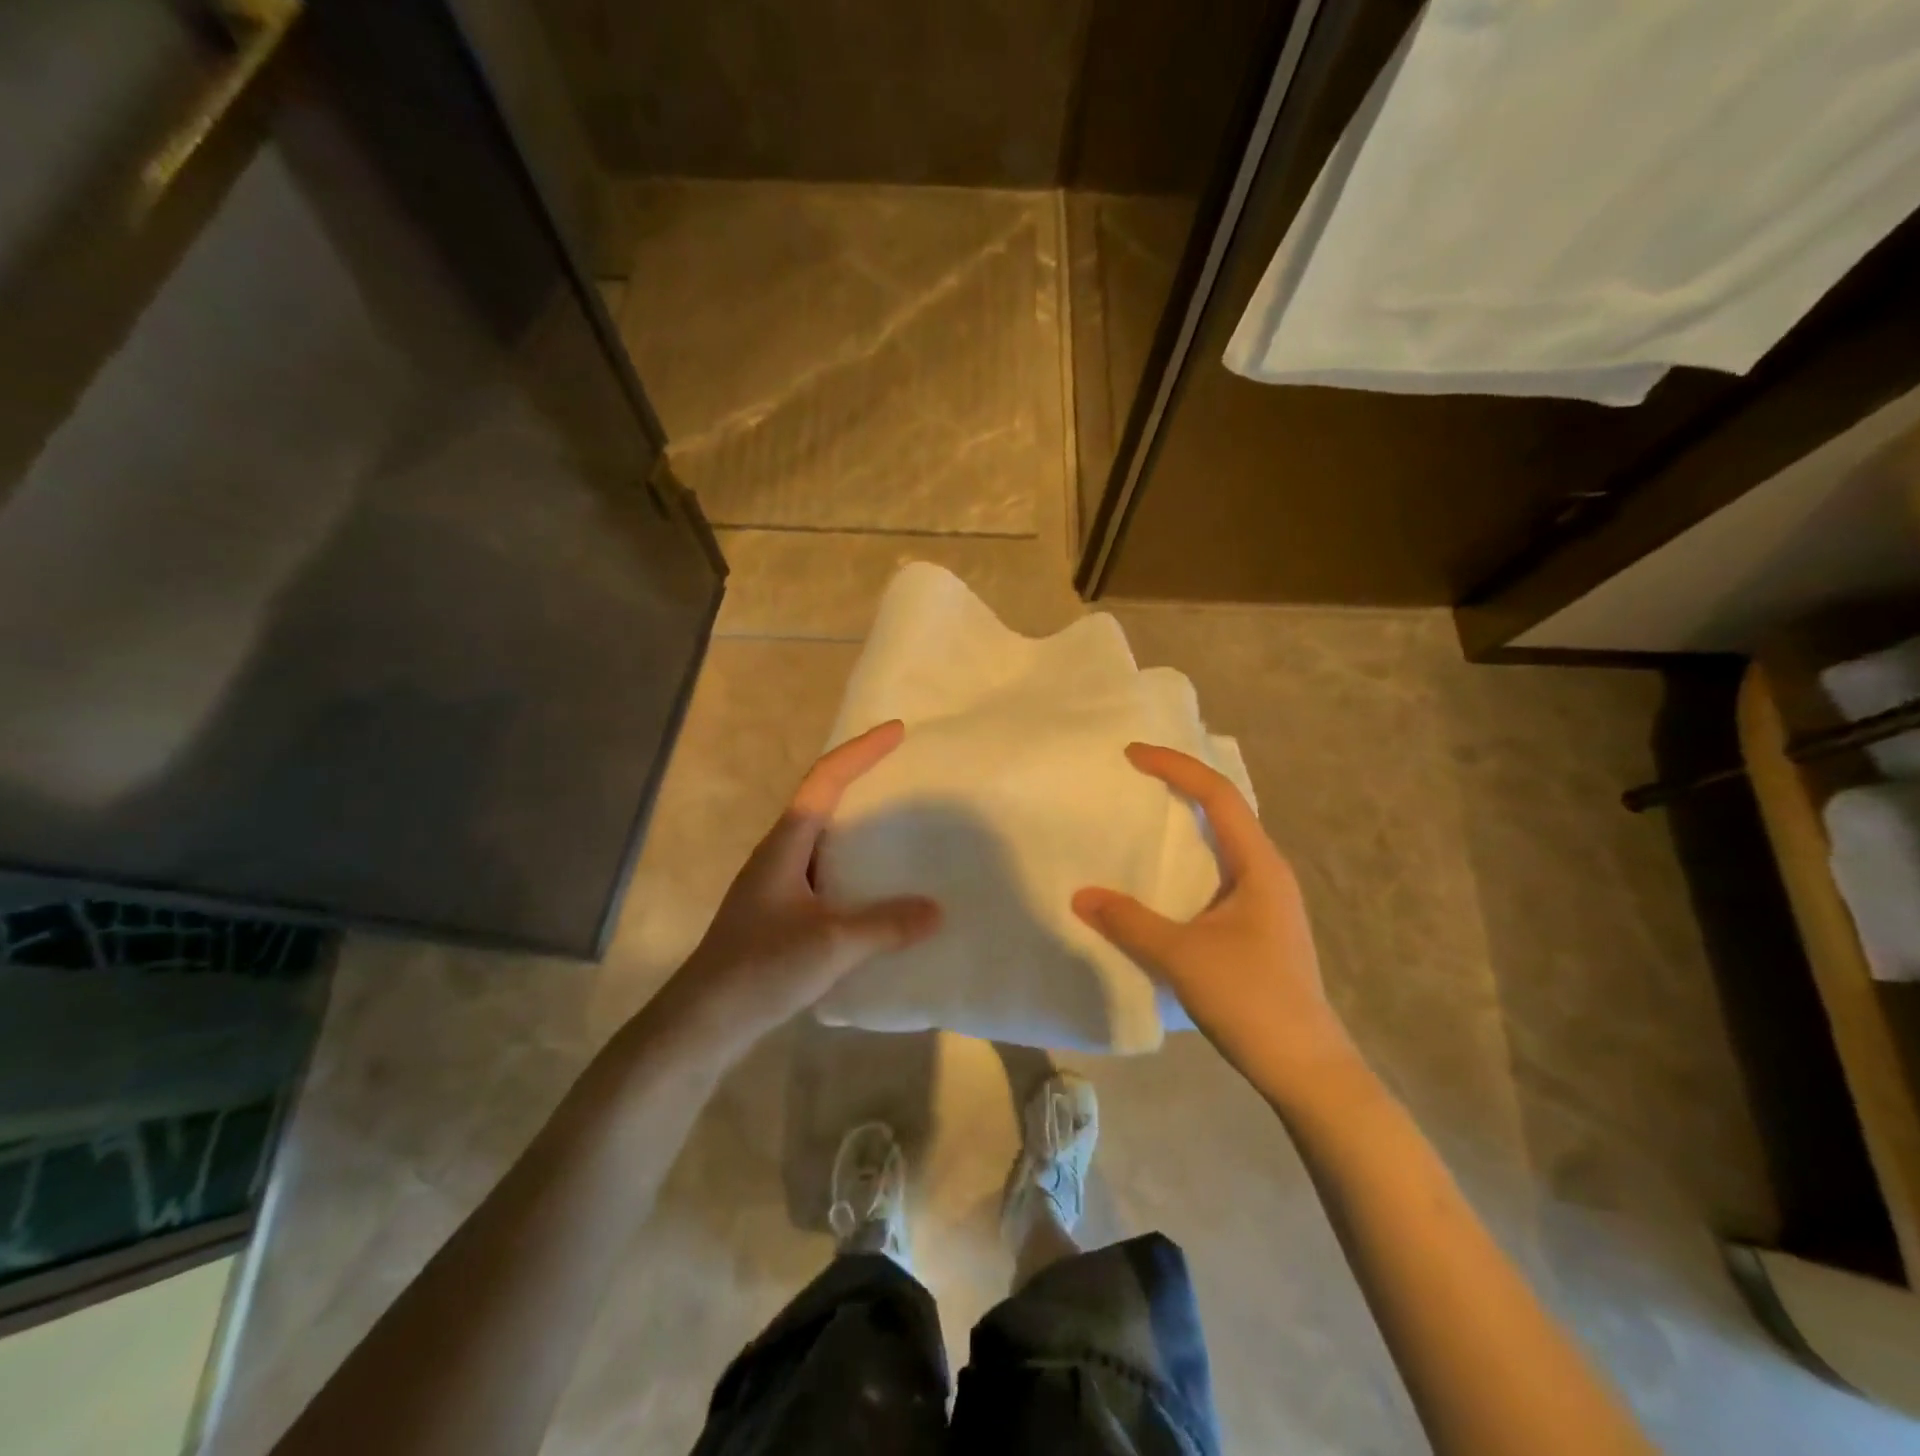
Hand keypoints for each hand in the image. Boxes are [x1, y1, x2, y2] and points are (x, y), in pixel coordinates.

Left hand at [650, 721, 940, 1062]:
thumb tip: (937, 910)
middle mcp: (780, 855)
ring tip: (901, 830)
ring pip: (824, 841)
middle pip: (823, 801)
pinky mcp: (779, 916)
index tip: (898, 731)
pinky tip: (877, 894)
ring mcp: (777, 886)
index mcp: (786, 844)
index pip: (826, 780)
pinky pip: (825, 876)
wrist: (702, 1022)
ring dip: (858, 828)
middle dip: (861, 781)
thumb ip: (886, 924)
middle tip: (904, 775)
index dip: (861, 751)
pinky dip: (854, 871)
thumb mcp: (832, 943)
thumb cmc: (761, 968)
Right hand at [1072, 744, 1353, 1096]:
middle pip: (1225, 809)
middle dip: (1181, 784)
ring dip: (1186, 823)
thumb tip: (1080, 896)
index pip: (1218, 795)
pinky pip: (1218, 872)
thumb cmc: (1251, 1000)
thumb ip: (1130, 923)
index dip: (1176, 767)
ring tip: (1143, 817)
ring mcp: (1266, 900)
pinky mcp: (1257, 926)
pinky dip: (1188, 859)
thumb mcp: (1182, 957)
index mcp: (1259, 865)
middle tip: (1135, 776)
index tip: (1133, 754)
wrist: (1306, 1068)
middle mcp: (1267, 872)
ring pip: (1223, 843)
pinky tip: (1162, 878)